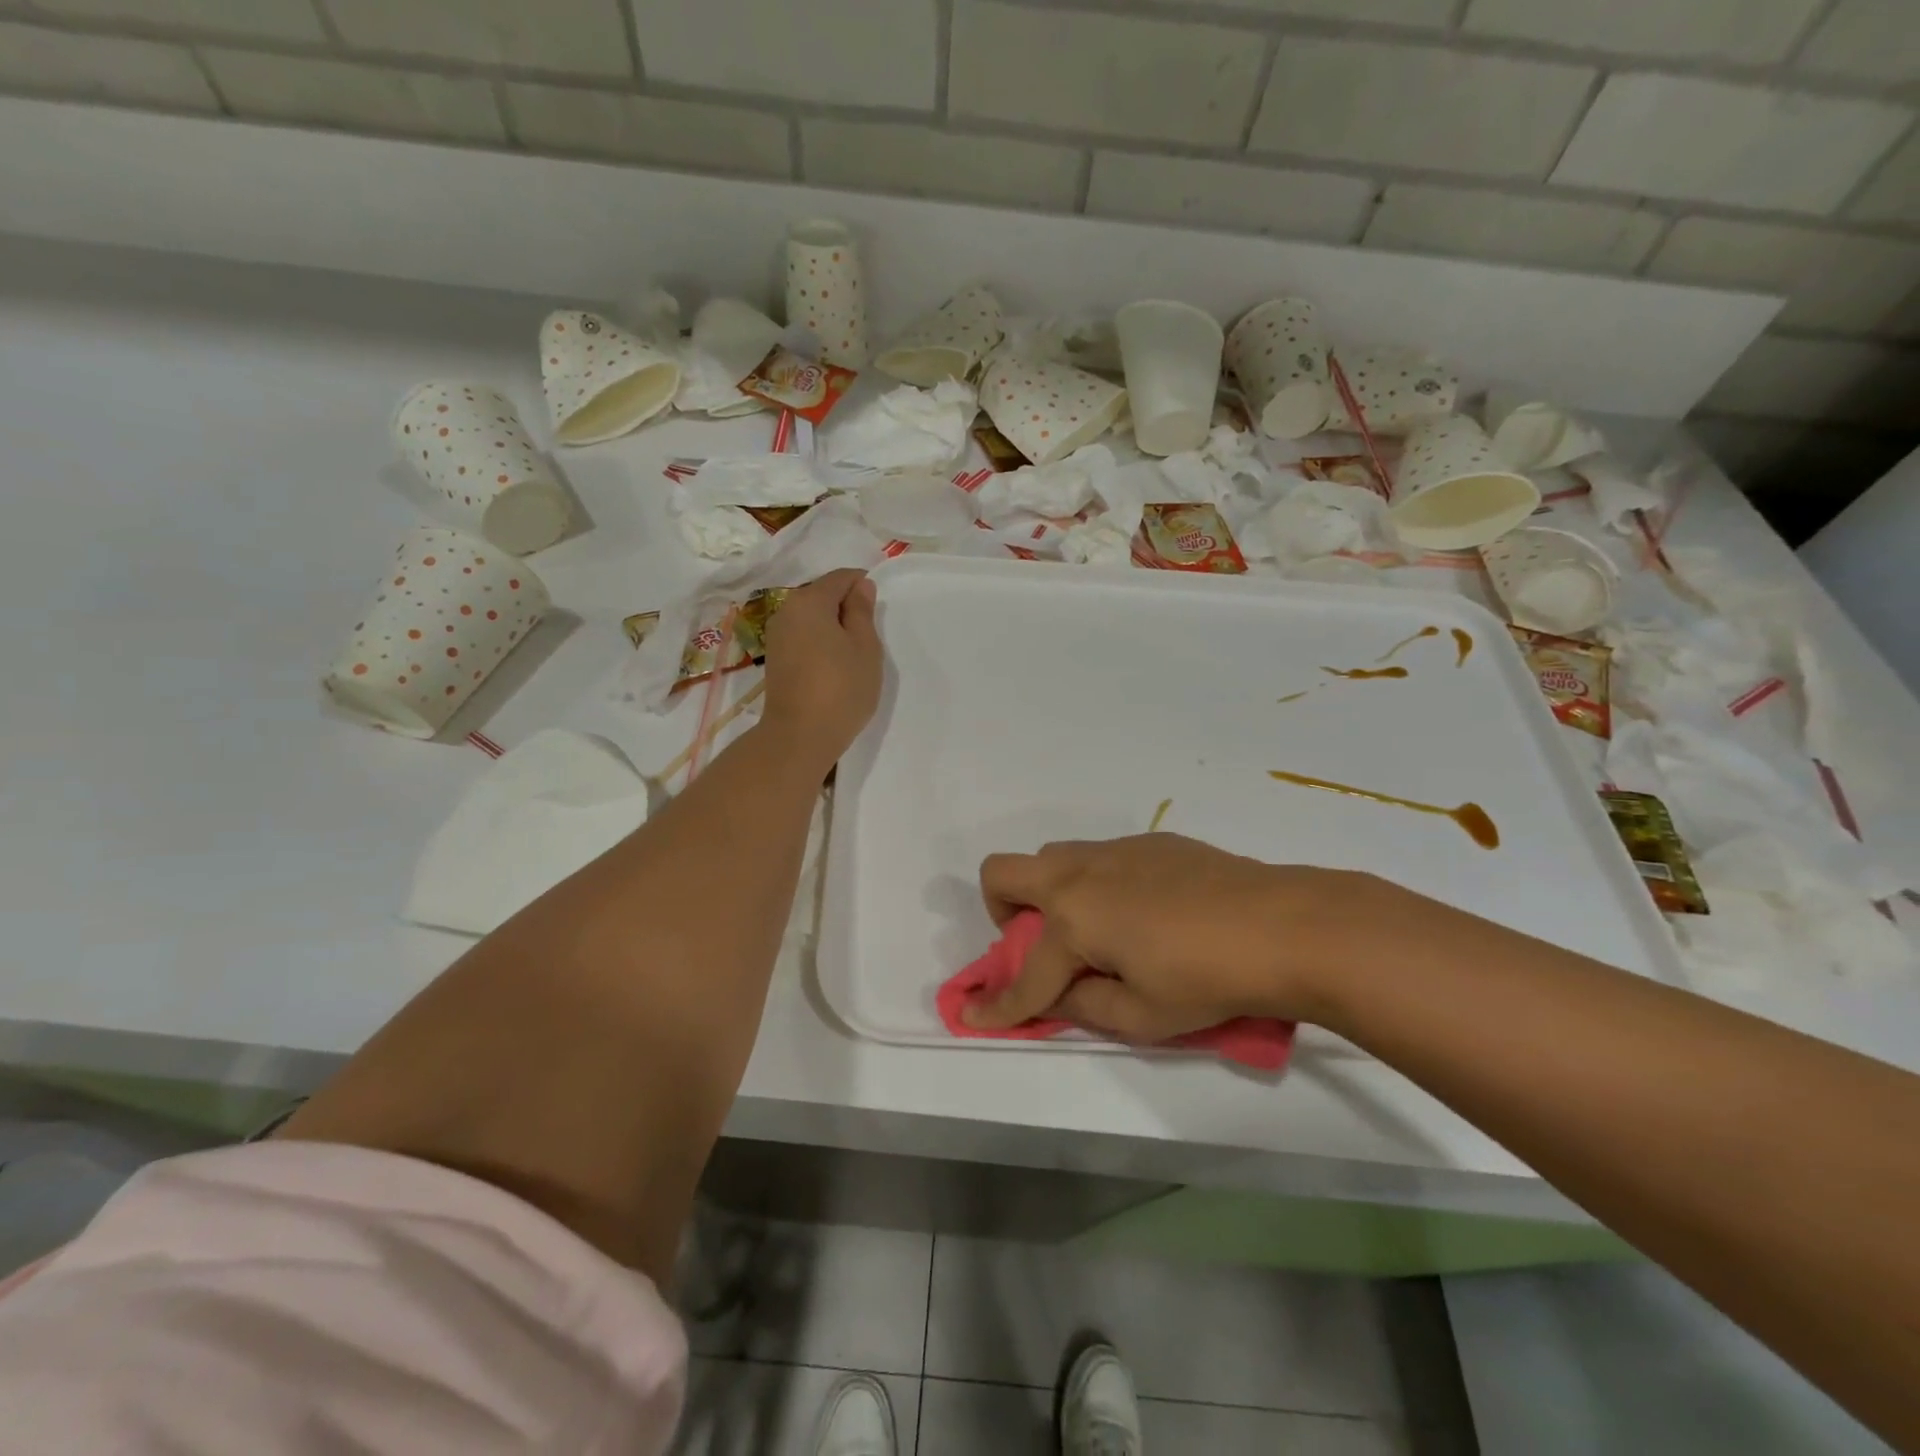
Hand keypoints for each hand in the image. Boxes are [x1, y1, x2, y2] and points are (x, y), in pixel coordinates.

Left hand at [761, 569, 881, 771]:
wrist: (800, 735)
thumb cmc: (841, 688)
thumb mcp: (865, 647)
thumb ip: (862, 611)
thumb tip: (860, 586)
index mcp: (810, 601)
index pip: (841, 577)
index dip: (862, 586)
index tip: (878, 611)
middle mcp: (786, 610)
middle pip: (822, 594)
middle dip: (846, 608)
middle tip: (868, 637)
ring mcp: (776, 635)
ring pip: (811, 617)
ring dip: (832, 627)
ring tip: (852, 655)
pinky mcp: (774, 658)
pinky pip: (802, 636)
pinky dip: (819, 642)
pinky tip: (833, 666)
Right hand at [964, 834, 1381, 1040]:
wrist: (1285, 924)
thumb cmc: (1208, 980)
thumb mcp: (1143, 1016)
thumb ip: (1085, 1006)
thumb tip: (1059, 992)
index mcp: (1073, 919)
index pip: (1024, 974)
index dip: (997, 1005)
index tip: (974, 1018)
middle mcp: (1080, 874)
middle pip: (1004, 873)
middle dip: (1002, 911)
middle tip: (1039, 945)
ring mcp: (1114, 851)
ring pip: (1052, 858)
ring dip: (1050, 893)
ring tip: (1096, 931)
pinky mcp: (1150, 842)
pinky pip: (1099, 857)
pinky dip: (1097, 884)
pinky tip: (1146, 913)